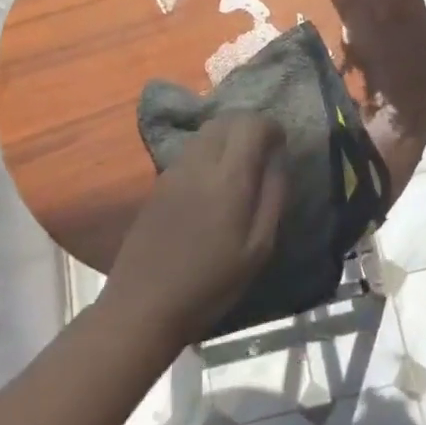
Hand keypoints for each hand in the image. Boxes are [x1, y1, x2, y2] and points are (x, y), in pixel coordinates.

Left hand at [103, 113, 287, 349]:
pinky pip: (190, 150)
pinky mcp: (159, 183)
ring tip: (240, 165)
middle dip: (249, 126)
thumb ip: (273, 196)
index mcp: (228, 178)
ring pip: (205, 131)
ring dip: (228, 136)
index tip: (281, 146)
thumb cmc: (211, 283)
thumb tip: (279, 159)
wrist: (144, 305)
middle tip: (264, 151)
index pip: (251, 124)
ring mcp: (174, 171)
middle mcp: (199, 163)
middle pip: (226, 119)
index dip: (271, 127)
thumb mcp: (258, 248)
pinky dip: (209, 150)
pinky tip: (213, 183)